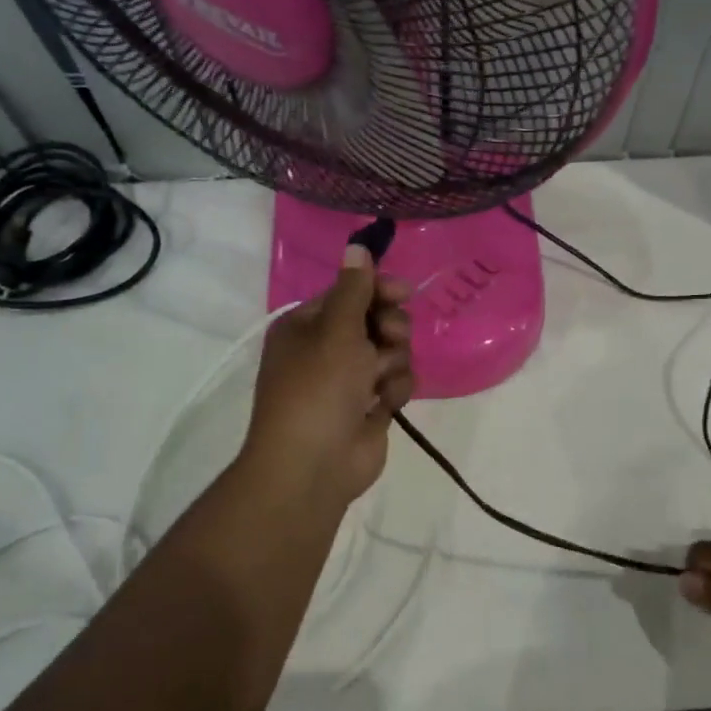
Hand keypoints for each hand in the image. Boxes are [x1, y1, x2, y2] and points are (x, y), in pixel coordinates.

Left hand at [241, 244, 413, 504]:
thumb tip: (357, 244)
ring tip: (379, 381)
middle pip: (376, 318)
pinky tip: (383, 404)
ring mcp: (349, 379)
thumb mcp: (335, 331)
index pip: (350, 292)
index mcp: (307, 325)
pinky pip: (396, 381)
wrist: (313, 466)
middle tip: (388, 339)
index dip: (378, 289)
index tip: (403, 292)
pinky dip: (394, 390)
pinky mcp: (370, 405)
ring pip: (392, 350)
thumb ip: (354, 288)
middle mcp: (327, 348)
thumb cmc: (317, 389)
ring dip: (392, 362)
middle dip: (389, 328)